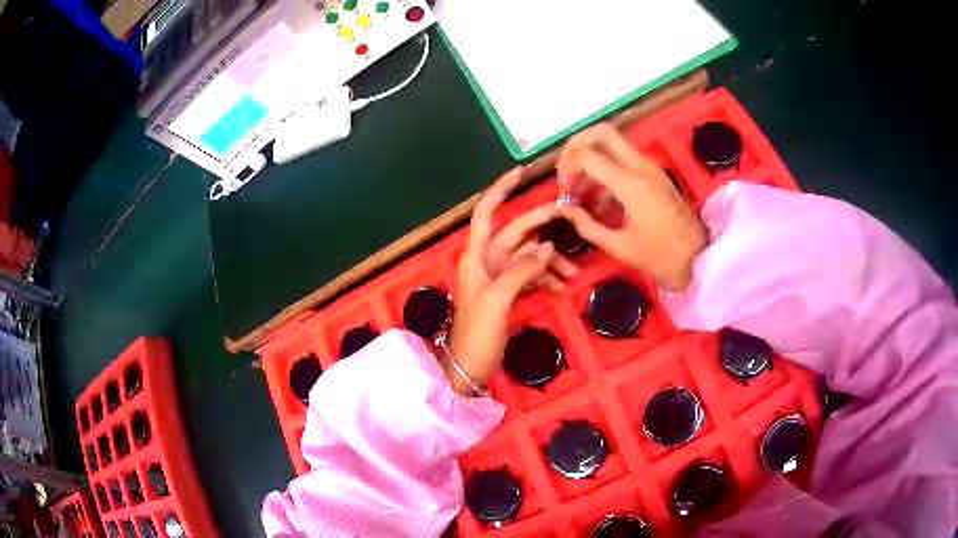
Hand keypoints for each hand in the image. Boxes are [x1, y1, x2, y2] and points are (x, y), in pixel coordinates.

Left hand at [446, 168, 576, 395]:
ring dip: (550, 260)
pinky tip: (562, 285)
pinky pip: (531, 275)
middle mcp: (487, 260)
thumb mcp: (498, 299)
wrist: (469, 366)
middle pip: (517, 232)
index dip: (500, 190)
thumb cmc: (477, 333)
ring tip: (572, 273)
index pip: (487, 212)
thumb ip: (522, 271)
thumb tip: (547, 247)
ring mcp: (499, 276)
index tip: (520, 172)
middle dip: (542, 226)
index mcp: (476, 255)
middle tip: (571, 218)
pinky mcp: (509, 292)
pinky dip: (546, 277)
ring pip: (528, 255)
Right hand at [556, 123, 706, 290]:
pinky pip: (624, 158)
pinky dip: (606, 168)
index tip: (563, 191)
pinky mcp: (654, 174)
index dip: (567, 168)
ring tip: (581, 192)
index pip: (587, 154)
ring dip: (591, 158)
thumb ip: (586, 225)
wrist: (698, 258)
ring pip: (612, 143)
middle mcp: (640, 166)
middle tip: (567, 172)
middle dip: (576, 146)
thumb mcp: (618, 246)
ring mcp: (650, 167)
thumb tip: (564, 208)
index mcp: (630, 183)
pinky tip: (602, 201)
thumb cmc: (659, 256)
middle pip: (601, 132)